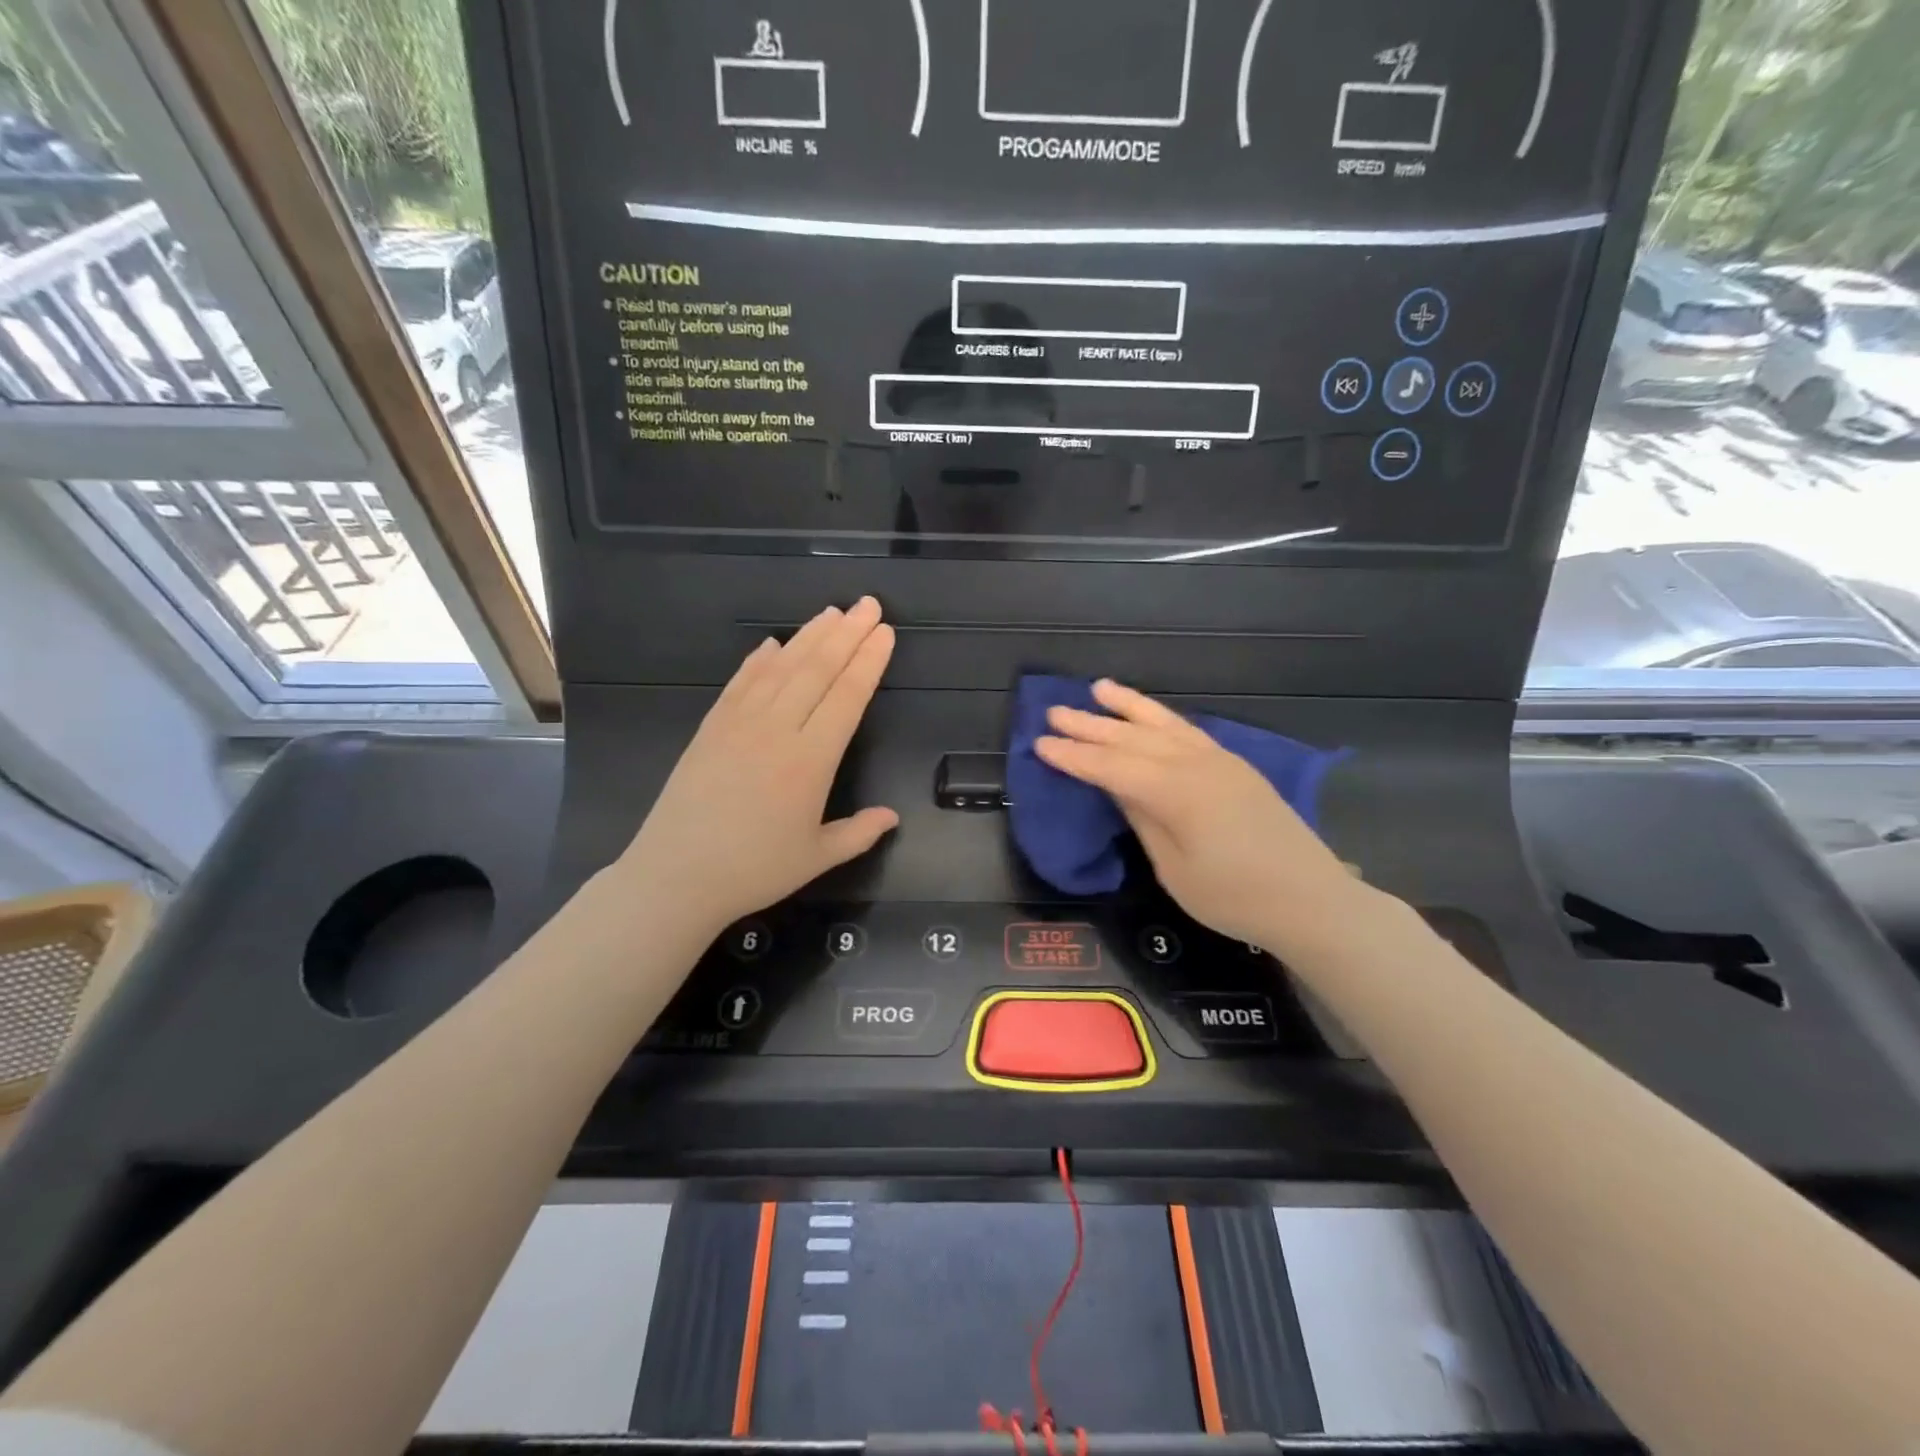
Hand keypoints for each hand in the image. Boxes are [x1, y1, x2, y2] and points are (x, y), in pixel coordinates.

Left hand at [617, 597, 898, 941]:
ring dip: (809, 637)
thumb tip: (893, 816)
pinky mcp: (710, 728)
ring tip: (831, 612)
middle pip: (818, 671)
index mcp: (811, 760)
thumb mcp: (817, 857)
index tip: (885, 633)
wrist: (675, 876)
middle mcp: (778, 730)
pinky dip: (758, 660)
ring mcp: (739, 724)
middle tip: (869, 605)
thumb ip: (859, 833)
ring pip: (781, 669)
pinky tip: (772, 644)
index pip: (848, 697)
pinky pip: (740, 684)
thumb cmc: (754, 870)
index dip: (869, 662)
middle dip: (847, 634)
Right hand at [1035, 679, 1357, 949]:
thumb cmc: (1236, 898)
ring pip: (1163, 726)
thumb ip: (1144, 820)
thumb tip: (1116, 787)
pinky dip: (1162, 719)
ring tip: (1098, 688)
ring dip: (1128, 707)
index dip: (1074, 757)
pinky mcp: (1235, 767)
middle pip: (1133, 740)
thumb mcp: (1175, 869)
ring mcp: (1220, 761)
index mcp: (1176, 792)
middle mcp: (1196, 765)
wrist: (1312, 900)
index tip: (1040, 743)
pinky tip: (1148, 716)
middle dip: (1091, 726)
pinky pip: (1188, 732)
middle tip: (1053, 712)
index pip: (1112, 767)